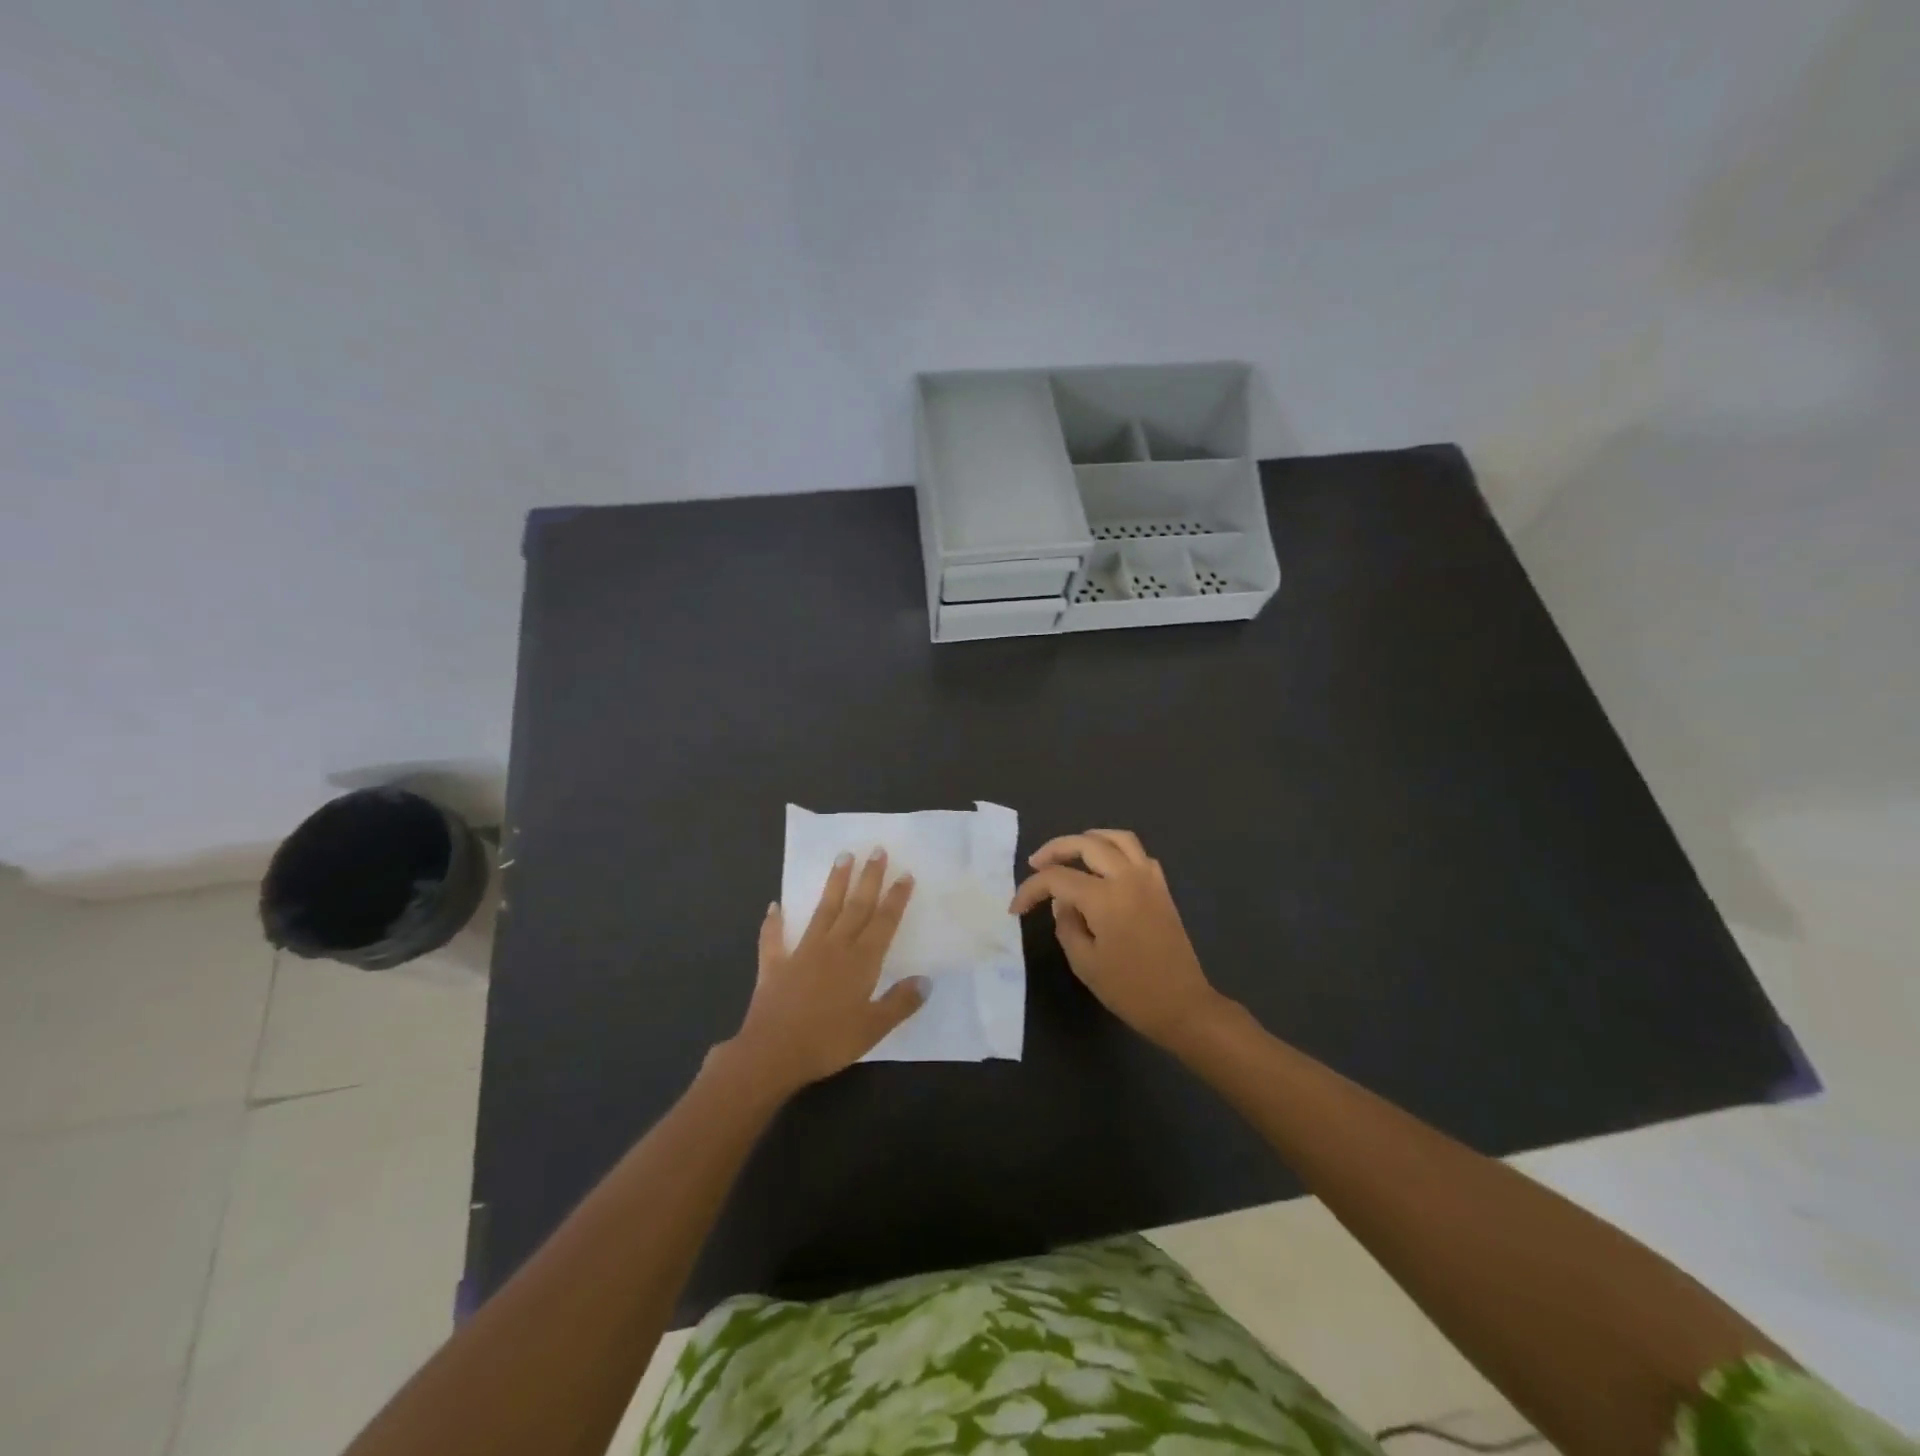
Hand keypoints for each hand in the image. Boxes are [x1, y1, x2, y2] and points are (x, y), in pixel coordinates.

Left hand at [729, 849, 928, 1095]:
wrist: (772, 1053)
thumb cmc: (828, 1042)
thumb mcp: (873, 1028)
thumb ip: (900, 1002)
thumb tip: (926, 980)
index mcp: (861, 961)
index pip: (883, 922)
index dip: (895, 898)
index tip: (905, 874)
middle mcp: (834, 948)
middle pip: (856, 906)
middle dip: (868, 878)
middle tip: (877, 850)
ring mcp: (802, 953)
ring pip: (823, 910)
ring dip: (834, 884)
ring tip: (842, 857)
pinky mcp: (775, 965)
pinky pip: (774, 939)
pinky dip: (774, 922)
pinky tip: (774, 907)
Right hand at [1010, 829, 1223, 1047]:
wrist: (1182, 1006)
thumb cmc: (1129, 990)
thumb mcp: (1084, 963)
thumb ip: (1066, 924)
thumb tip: (1062, 902)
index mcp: (1104, 898)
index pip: (1057, 878)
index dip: (1031, 889)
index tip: (1016, 908)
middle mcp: (1127, 878)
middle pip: (1086, 844)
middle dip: (1055, 849)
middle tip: (1035, 863)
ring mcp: (1149, 880)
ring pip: (1118, 839)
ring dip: (1089, 839)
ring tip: (1070, 852)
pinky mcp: (1162, 889)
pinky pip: (1139, 854)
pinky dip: (1117, 851)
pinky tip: (1105, 867)